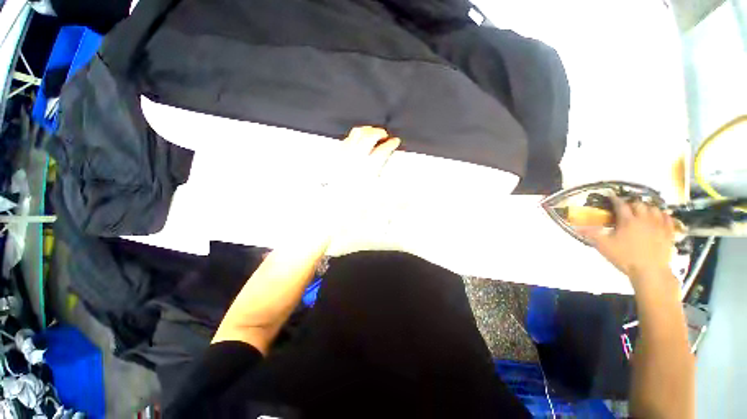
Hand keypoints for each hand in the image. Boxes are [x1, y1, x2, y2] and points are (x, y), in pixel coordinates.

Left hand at [317, 127, 399, 241]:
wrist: (332, 211)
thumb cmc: (354, 208)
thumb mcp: (379, 204)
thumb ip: (398, 200)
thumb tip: (413, 199)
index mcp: (369, 168)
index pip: (383, 150)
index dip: (391, 144)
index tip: (396, 141)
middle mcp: (357, 159)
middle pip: (369, 137)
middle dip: (379, 133)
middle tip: (385, 135)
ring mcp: (345, 157)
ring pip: (355, 135)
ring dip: (365, 131)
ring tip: (371, 132)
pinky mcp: (335, 159)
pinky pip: (344, 141)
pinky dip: (352, 137)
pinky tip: (354, 141)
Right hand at [583, 197, 675, 290]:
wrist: (650, 271)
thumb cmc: (625, 257)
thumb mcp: (604, 246)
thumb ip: (591, 234)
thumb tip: (576, 227)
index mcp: (628, 221)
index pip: (620, 204)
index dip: (615, 199)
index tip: (611, 196)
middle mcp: (644, 219)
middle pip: (639, 204)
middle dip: (631, 202)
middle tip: (626, 206)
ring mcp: (658, 225)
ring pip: (654, 208)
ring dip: (647, 207)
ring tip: (642, 210)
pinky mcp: (668, 233)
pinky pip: (668, 218)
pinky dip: (663, 214)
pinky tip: (660, 216)